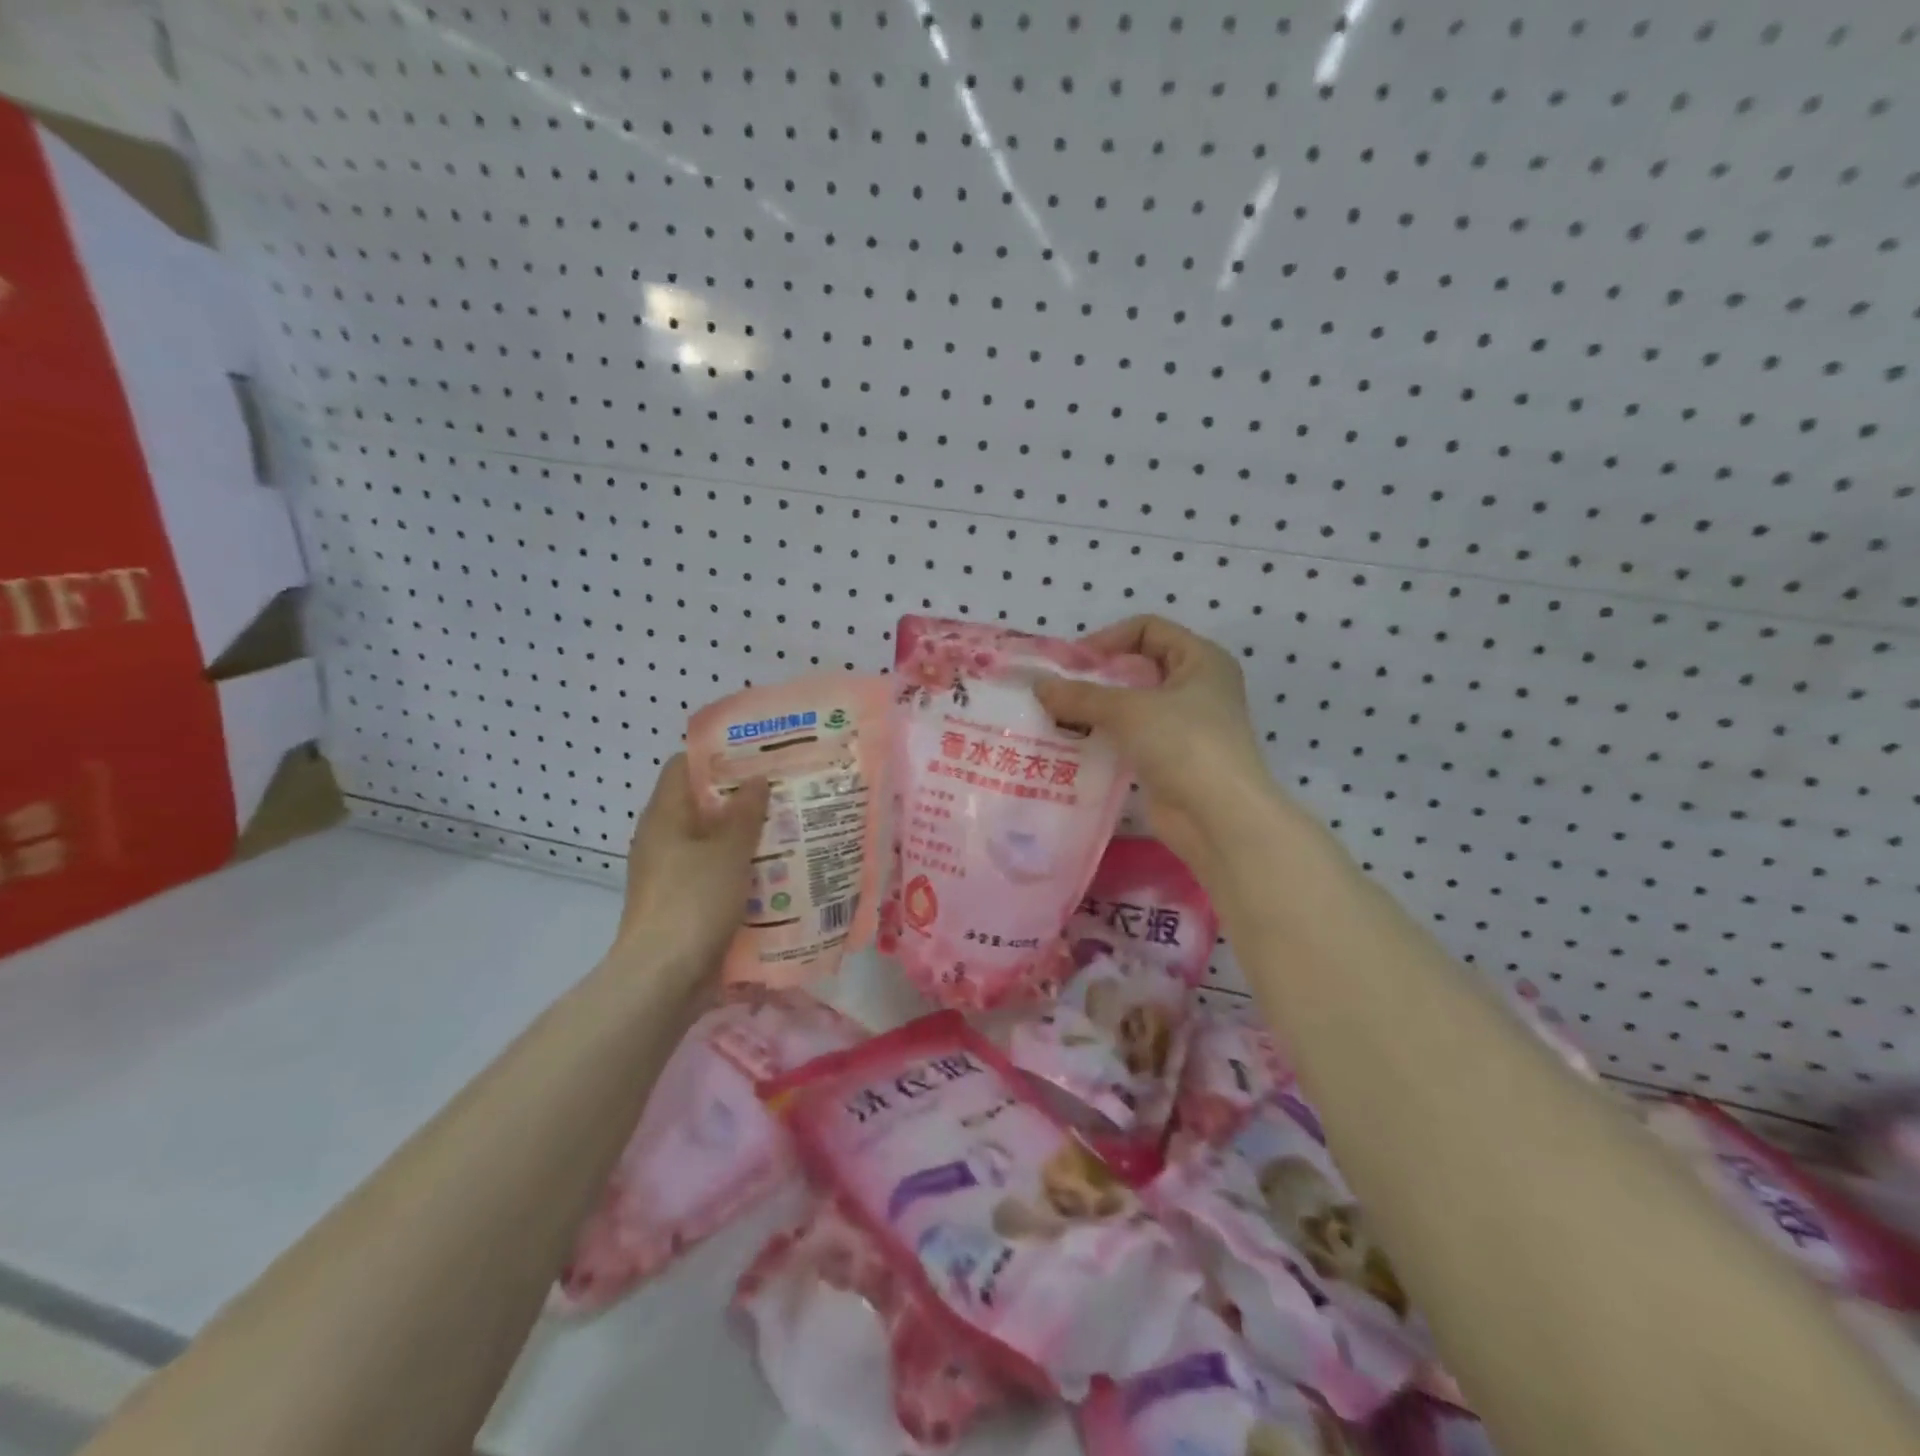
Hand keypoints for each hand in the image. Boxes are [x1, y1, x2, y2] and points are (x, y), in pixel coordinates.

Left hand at [611, 754, 769, 984]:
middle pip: (702, 805)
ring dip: (747, 838)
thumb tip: (757, 779)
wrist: (663, 979)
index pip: (684, 767)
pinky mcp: (684, 905)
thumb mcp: (727, 851)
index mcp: (664, 817)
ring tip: (791, 828)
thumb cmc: (693, 902)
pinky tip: (777, 873)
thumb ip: (745, 813)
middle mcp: (663, 840)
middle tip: (786, 790)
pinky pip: (716, 876)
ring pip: (713, 843)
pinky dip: (742, 871)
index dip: (718, 756)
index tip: (758, 754)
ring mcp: (672, 875)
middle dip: (743, 799)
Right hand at [1033, 616, 1277, 872]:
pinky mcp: (1168, 759)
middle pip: (1137, 667)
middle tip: (1056, 690)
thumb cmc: (1184, 744)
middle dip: (1096, 677)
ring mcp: (1183, 726)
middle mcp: (1195, 687)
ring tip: (1056, 717)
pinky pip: (1128, 737)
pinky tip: (1072, 744)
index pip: (1149, 629)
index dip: (1109, 638)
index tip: (1073, 662)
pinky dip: (1103, 737)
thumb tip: (1039, 686)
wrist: (1218, 817)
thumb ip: (1081, 696)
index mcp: (1200, 659)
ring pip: (1130, 705)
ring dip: (1095, 709)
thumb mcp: (1129, 710)